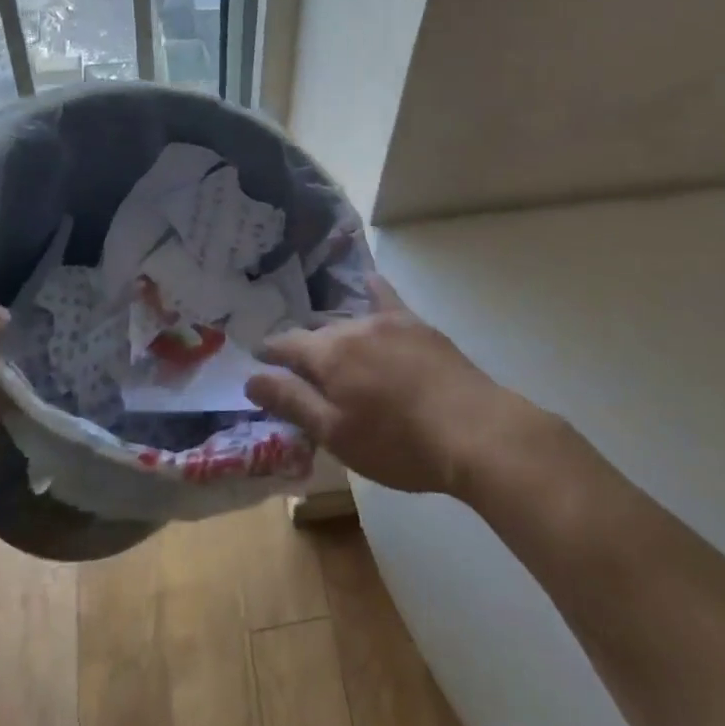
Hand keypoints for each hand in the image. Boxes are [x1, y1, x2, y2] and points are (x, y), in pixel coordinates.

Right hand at [245, 275, 531, 495]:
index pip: (286, 345)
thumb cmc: (397, 443)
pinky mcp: (417, 325)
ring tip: (332, 349)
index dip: (270, 354)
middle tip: (300, 374)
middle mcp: (353, 327)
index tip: (260, 362)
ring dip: (334, 334)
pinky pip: (386, 298)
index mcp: (328, 355)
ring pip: (348, 321)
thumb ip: (292, 400)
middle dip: (304, 350)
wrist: (472, 431)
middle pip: (318, 334)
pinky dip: (372, 291)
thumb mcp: (336, 434)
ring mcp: (388, 321)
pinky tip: (369, 282)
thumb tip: (251, 376)